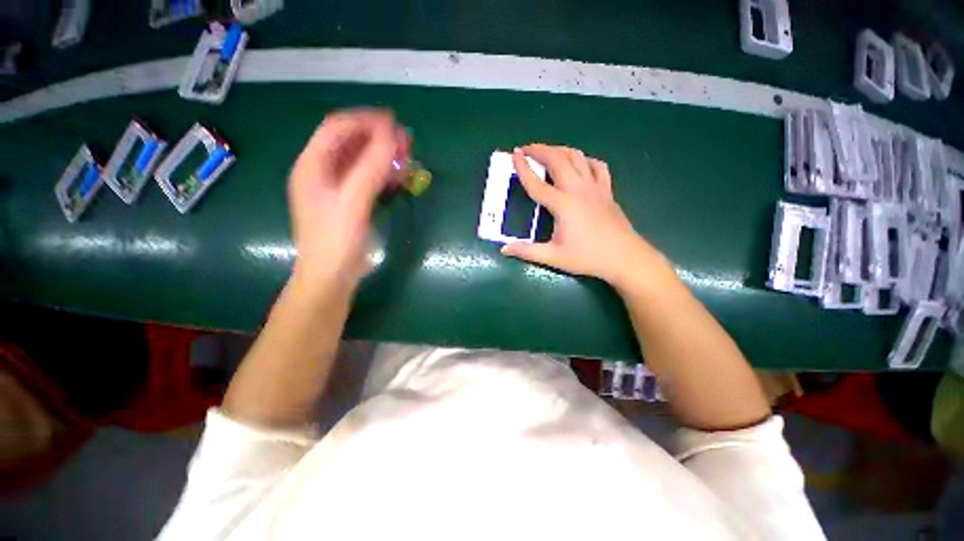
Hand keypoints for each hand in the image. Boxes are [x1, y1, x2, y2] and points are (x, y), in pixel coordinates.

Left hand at [288, 110, 399, 292]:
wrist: (332, 275)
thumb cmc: (336, 239)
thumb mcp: (353, 200)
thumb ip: (371, 167)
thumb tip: (392, 135)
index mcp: (312, 165)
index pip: (337, 128)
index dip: (365, 121)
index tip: (394, 123)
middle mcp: (321, 171)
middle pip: (351, 143)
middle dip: (378, 139)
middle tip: (406, 141)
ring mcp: (336, 188)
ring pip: (362, 162)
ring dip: (384, 156)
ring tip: (408, 157)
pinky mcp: (350, 202)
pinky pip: (368, 180)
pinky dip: (384, 175)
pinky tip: (401, 177)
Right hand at [502, 144, 666, 286]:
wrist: (624, 258)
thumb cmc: (587, 258)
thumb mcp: (554, 257)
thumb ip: (527, 251)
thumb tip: (504, 249)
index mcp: (563, 205)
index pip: (537, 183)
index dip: (523, 168)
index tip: (514, 154)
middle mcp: (578, 190)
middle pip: (558, 160)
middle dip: (540, 150)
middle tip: (526, 149)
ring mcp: (595, 188)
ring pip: (578, 157)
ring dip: (560, 150)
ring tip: (549, 152)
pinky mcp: (607, 191)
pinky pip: (597, 167)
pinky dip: (585, 160)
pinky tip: (580, 164)